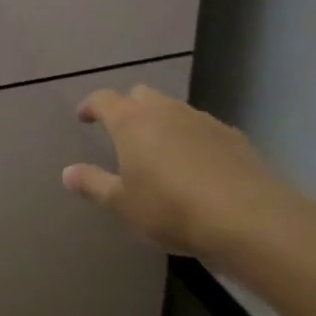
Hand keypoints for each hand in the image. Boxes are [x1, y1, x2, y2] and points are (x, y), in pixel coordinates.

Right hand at [61, 86, 312, 264]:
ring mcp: (202, 120)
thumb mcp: (123, 204)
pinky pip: (202, 128)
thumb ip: (93, 184)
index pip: (104, 99)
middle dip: (128, 107)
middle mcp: (164, 111)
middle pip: (140, 95)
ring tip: (160, 150)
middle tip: (122, 132)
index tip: (84, 117)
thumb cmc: (171, 209)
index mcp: (131, 122)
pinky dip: (192, 138)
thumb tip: (67, 172)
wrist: (248, 219)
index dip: (91, 106)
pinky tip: (197, 166)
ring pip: (173, 109)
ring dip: (161, 122)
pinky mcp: (233, 136)